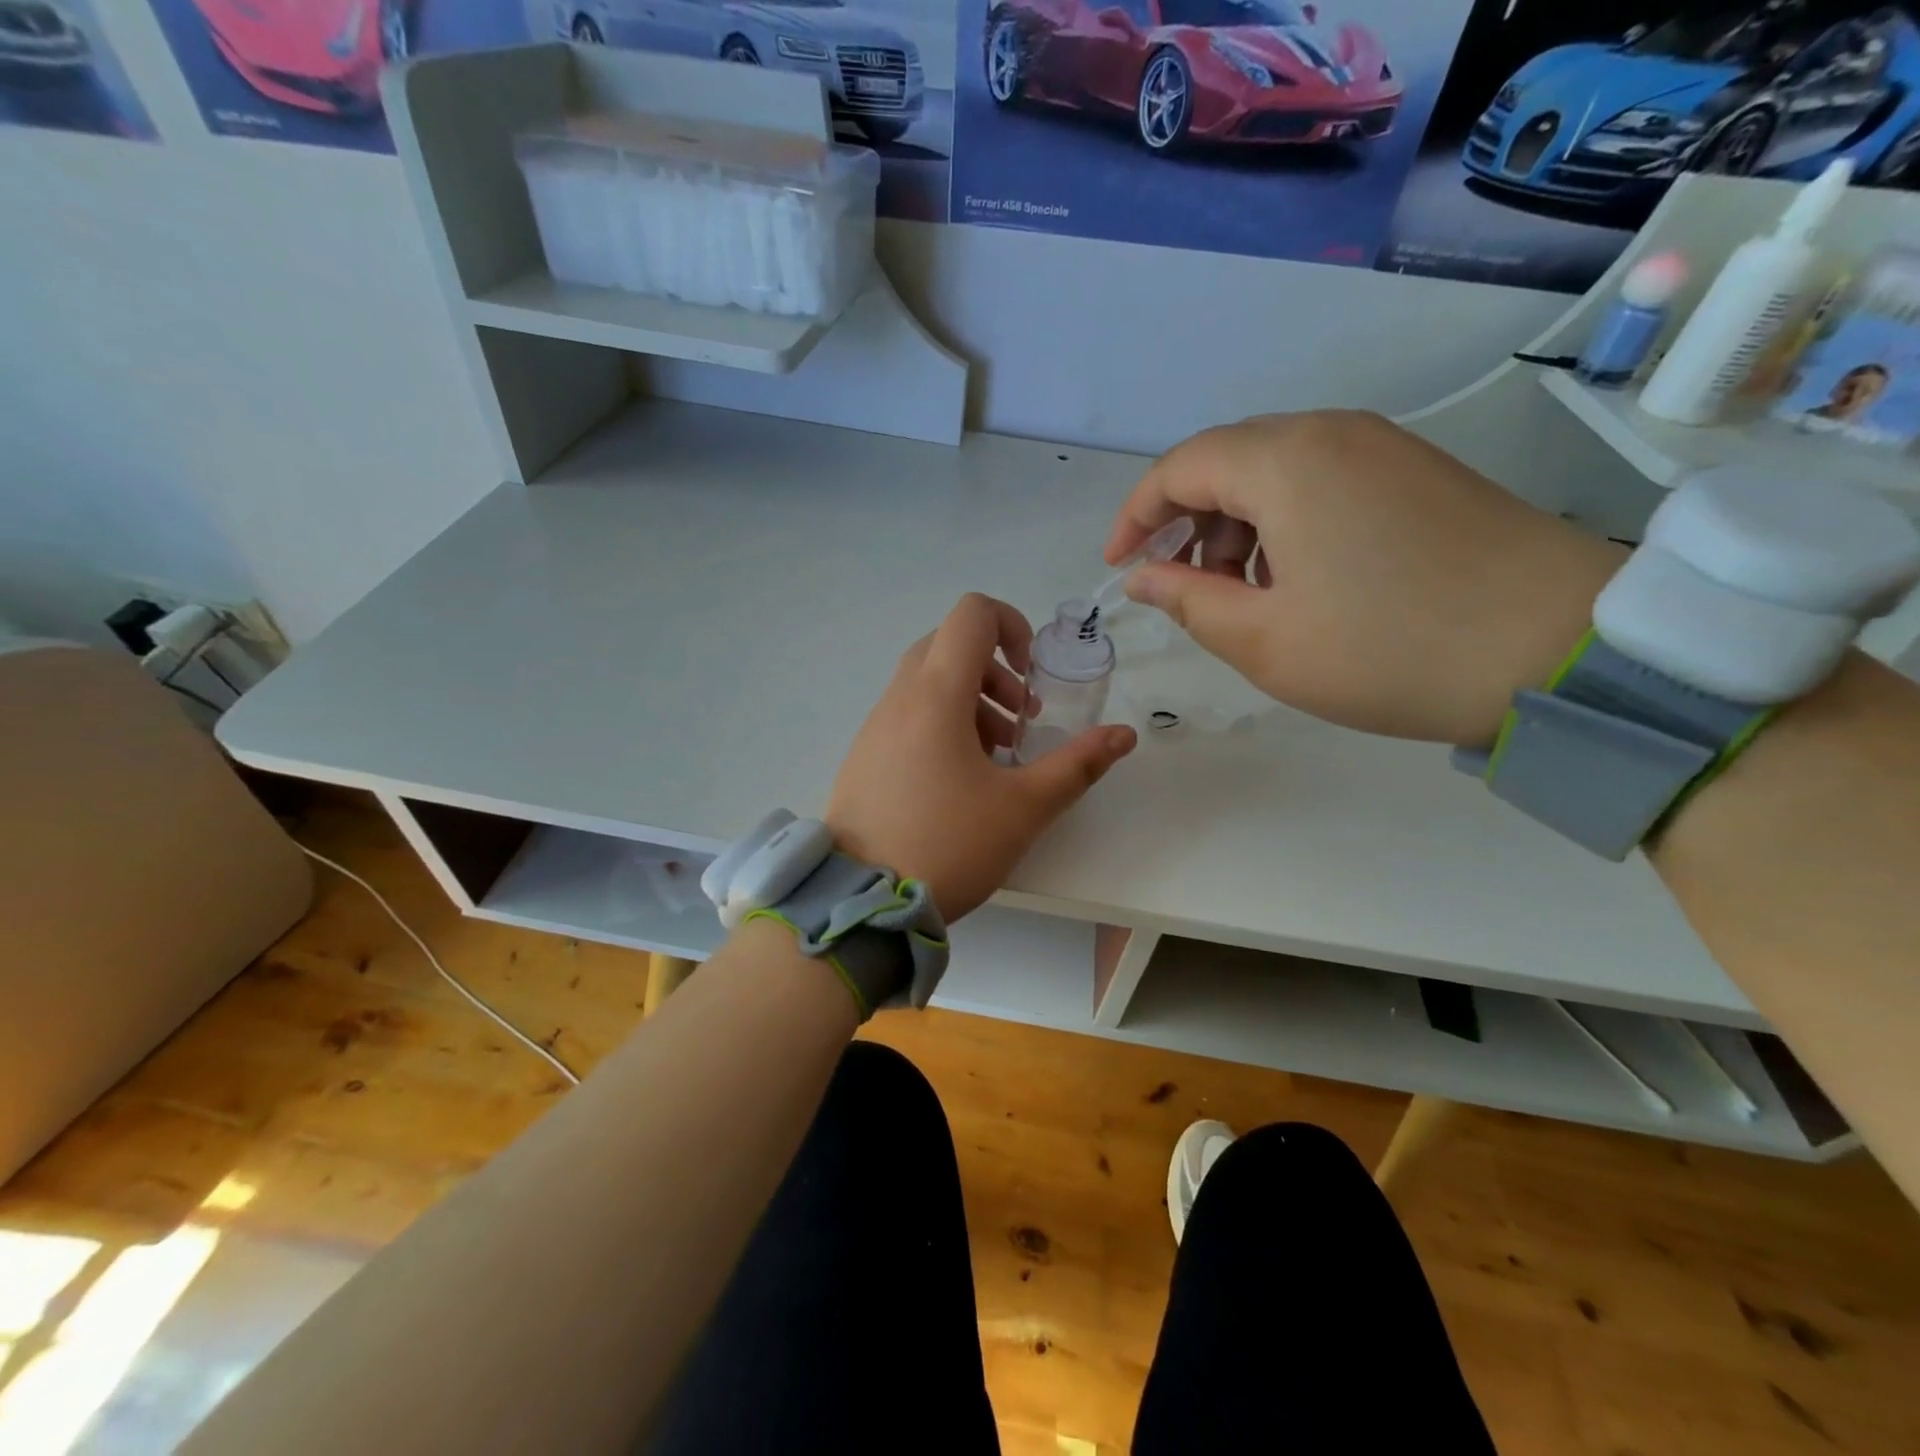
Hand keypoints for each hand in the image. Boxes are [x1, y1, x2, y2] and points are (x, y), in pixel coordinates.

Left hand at [826, 594, 1136, 920]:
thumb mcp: (1023, 808)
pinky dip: (941, 723)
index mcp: (936, 694)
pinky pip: (907, 714)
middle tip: (1019, 721)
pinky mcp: (864, 754)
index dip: (1012, 625)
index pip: (972, 614)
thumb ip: (1077, 765)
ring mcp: (875, 726)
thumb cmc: (948, 844)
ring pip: (927, 682)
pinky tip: (959, 779)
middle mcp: (899, 697)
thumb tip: (1124, 734)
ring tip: (996, 757)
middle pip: (950, 646)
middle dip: (995, 672)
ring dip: (970, 701)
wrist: (862, 900)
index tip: (1031, 675)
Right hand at [1106, 410, 1624, 746]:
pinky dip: (1283, 521)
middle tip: (1177, 584)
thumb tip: (1144, 577)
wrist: (1561, 647)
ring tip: (1237, 592)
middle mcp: (1330, 432)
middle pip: (1225, 461)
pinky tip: (1295, 577)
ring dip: (1234, 524)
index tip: (1119, 566)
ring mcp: (1381, 445)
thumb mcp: (1264, 640)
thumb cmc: (1389, 649)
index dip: (1135, 515)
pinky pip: (1321, 479)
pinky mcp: (1416, 469)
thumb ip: (1188, 601)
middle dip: (1184, 520)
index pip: (1179, 467)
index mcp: (1284, 463)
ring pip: (1273, 469)